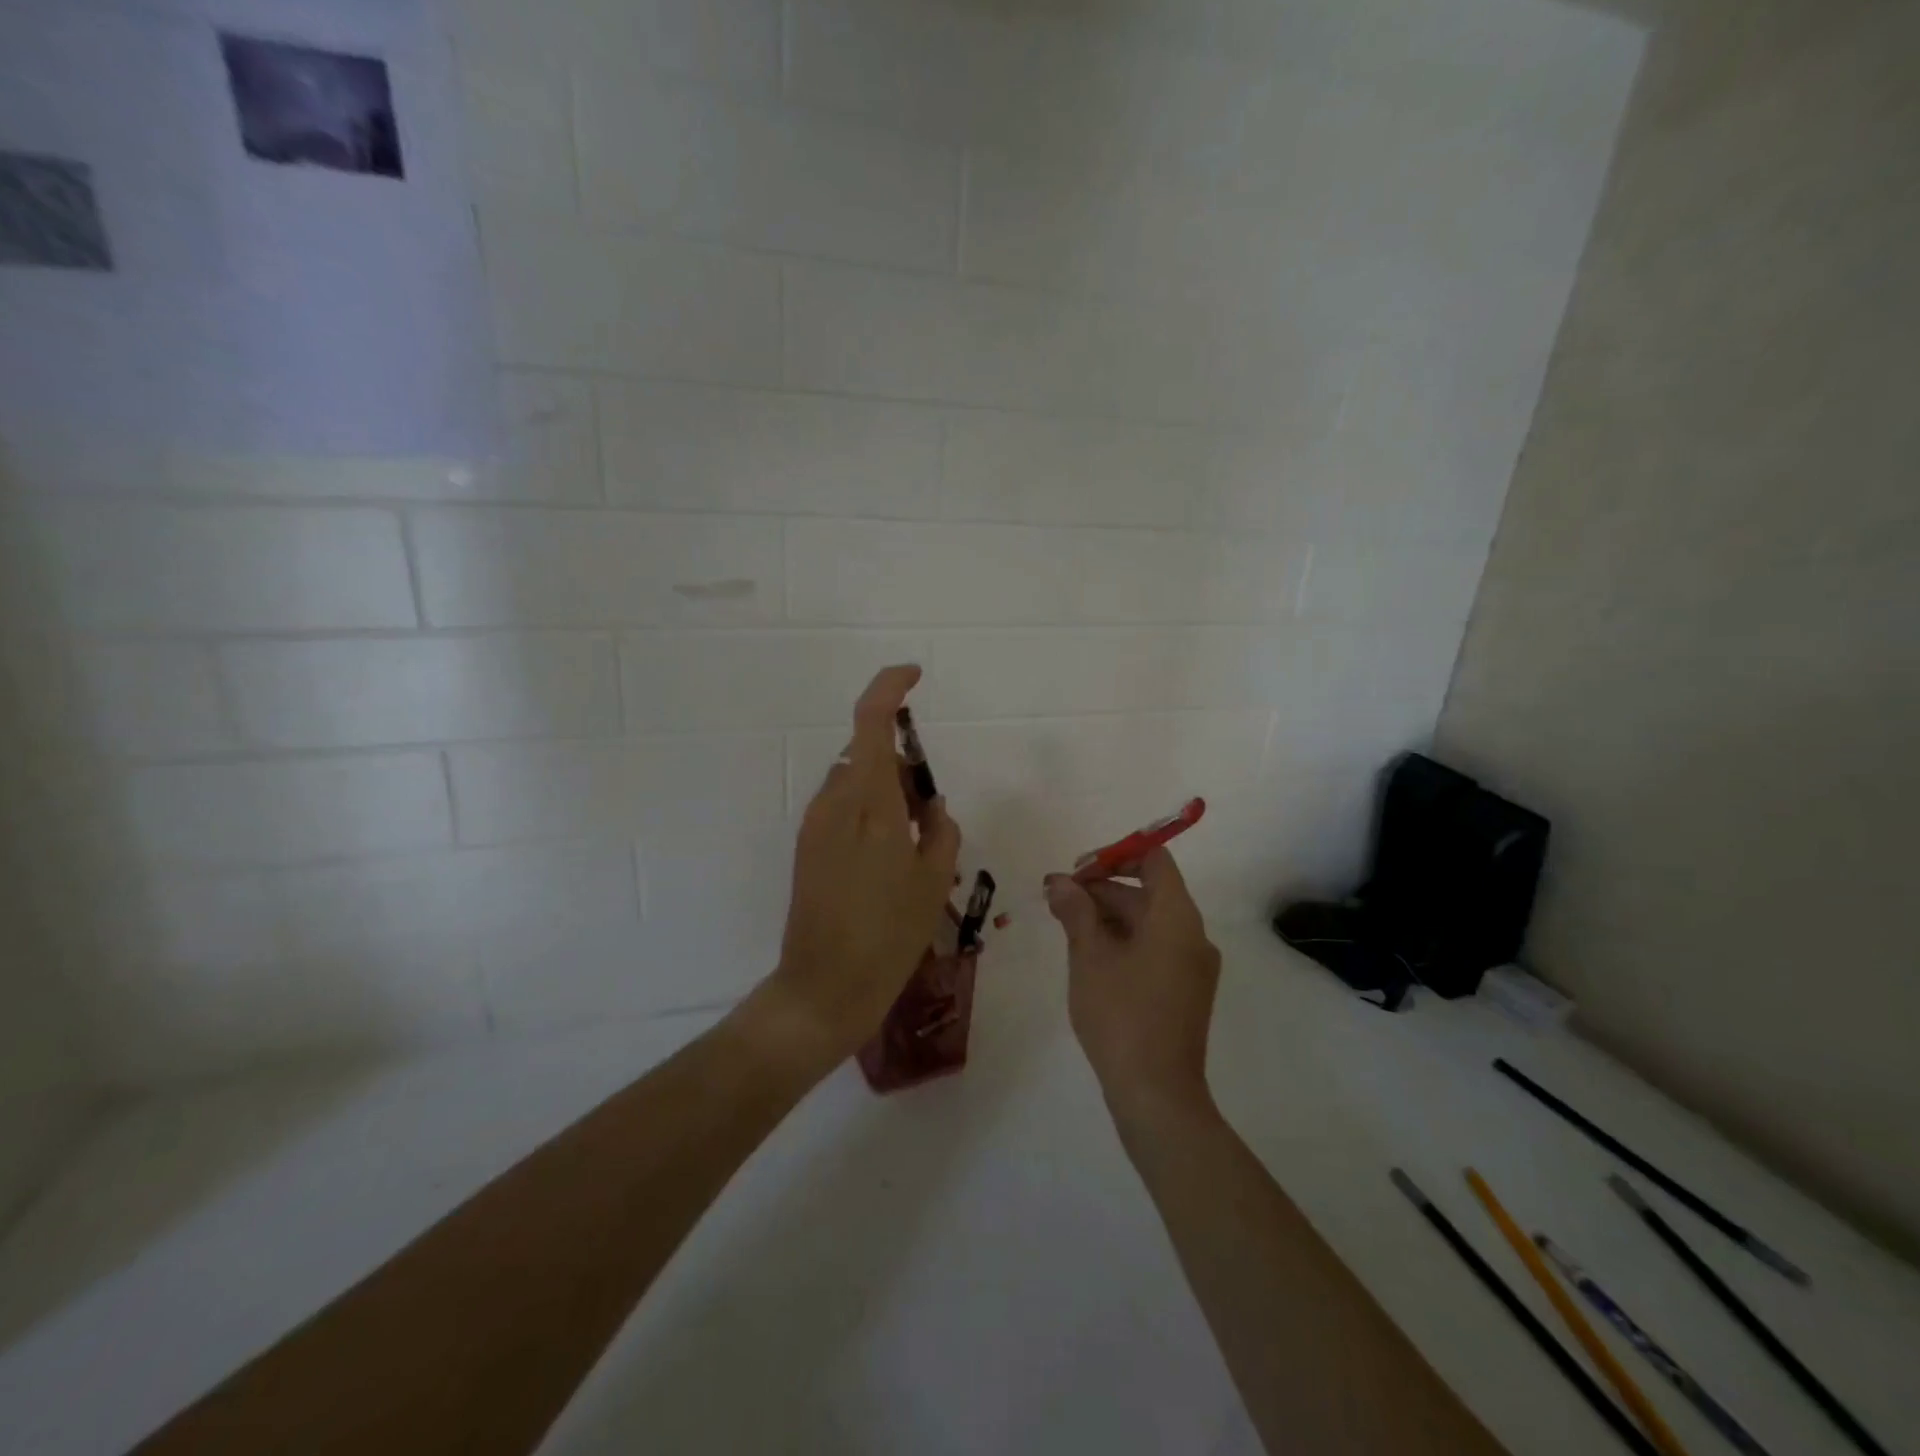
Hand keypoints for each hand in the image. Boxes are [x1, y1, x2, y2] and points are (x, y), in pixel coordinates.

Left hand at [763, 665, 960, 1067]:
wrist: (824, 988)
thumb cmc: (889, 935)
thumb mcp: (932, 880)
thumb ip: (939, 830)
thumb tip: (931, 807)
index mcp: (869, 804)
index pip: (870, 722)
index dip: (889, 688)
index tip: (914, 676)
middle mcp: (834, 803)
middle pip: (865, 753)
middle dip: (899, 763)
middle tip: (928, 811)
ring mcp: (814, 826)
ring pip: (853, 782)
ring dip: (883, 791)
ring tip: (911, 844)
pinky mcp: (806, 848)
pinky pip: (841, 809)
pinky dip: (867, 813)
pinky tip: (885, 861)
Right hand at [1044, 849, 1220, 1122]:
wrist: (1157, 1095)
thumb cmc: (1121, 1015)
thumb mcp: (1089, 957)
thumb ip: (1076, 911)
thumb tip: (1060, 882)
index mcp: (1177, 917)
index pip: (1154, 860)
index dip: (1115, 856)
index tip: (1078, 871)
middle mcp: (1193, 934)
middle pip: (1148, 891)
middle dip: (1102, 889)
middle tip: (1057, 899)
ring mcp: (1193, 966)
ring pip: (1149, 922)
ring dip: (1109, 916)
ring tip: (1065, 925)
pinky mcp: (1186, 991)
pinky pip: (1156, 948)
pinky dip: (1124, 941)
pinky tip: (1090, 956)